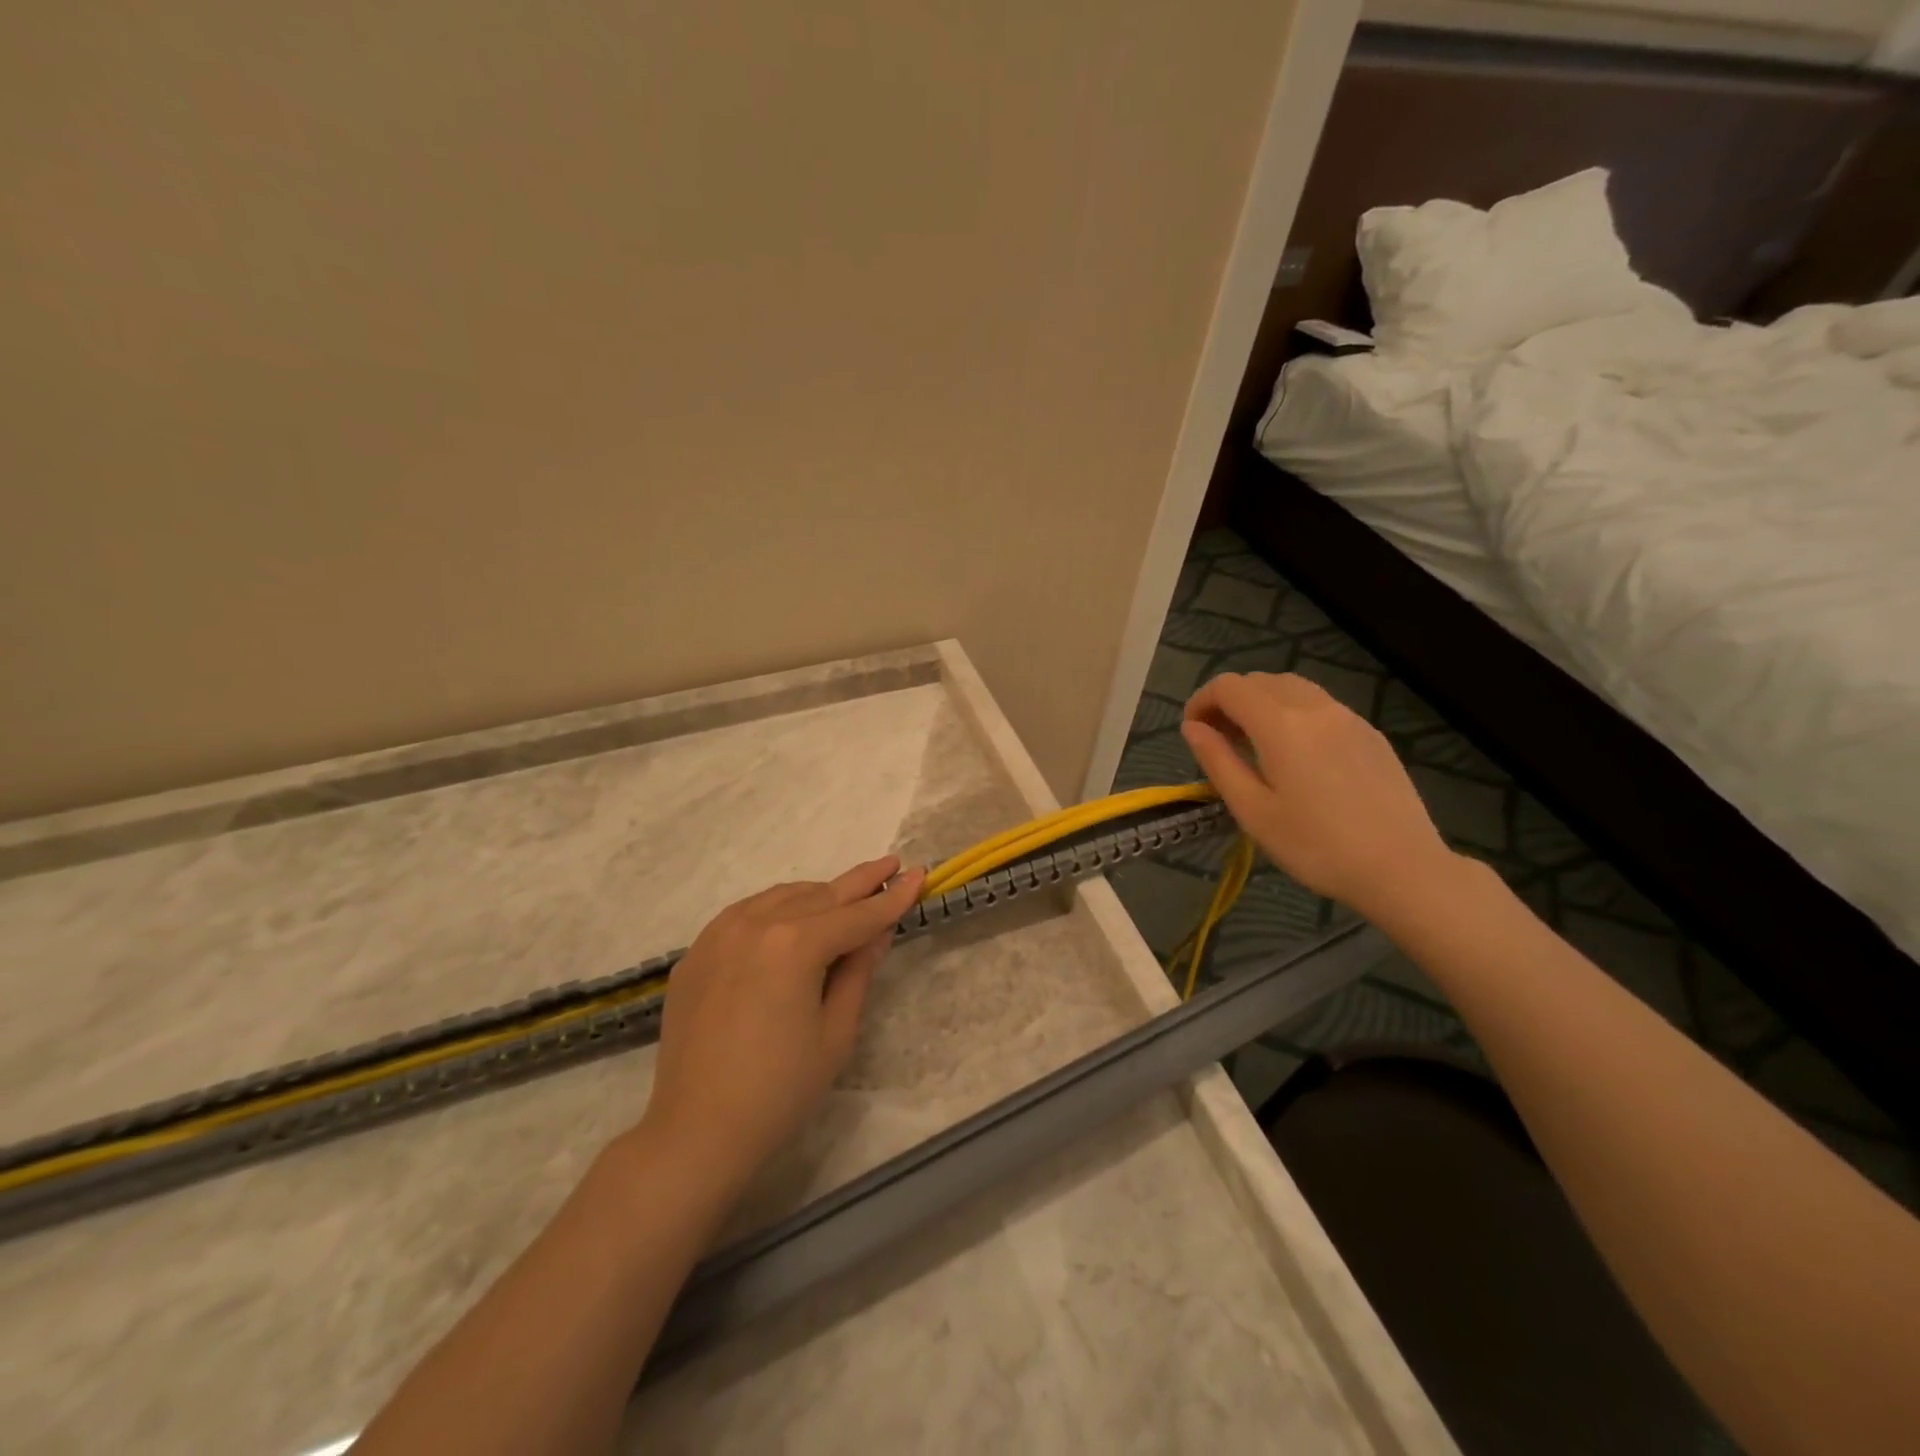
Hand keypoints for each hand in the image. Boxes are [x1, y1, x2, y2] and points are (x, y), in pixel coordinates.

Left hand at [640, 857, 924, 1201]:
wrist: (696, 1132)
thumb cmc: (780, 1090)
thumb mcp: (835, 1031)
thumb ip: (858, 970)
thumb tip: (877, 930)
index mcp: (794, 944)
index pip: (856, 915)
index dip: (892, 898)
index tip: (919, 873)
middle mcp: (755, 924)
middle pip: (820, 895)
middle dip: (860, 881)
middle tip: (891, 864)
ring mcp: (719, 934)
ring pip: (782, 897)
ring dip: (819, 895)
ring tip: (847, 897)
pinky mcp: (697, 952)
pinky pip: (746, 914)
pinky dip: (777, 909)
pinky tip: (792, 919)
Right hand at [1182, 673, 1451, 918]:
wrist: (1402, 868)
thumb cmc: (1315, 845)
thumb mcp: (1252, 810)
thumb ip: (1218, 761)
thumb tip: (1192, 727)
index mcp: (1281, 724)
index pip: (1229, 687)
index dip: (1201, 701)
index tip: (1192, 732)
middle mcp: (1315, 708)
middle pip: (1260, 681)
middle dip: (1229, 701)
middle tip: (1218, 741)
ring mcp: (1348, 718)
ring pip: (1293, 689)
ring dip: (1262, 704)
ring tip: (1253, 745)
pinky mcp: (1370, 734)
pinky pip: (1321, 706)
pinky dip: (1293, 714)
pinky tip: (1295, 756)